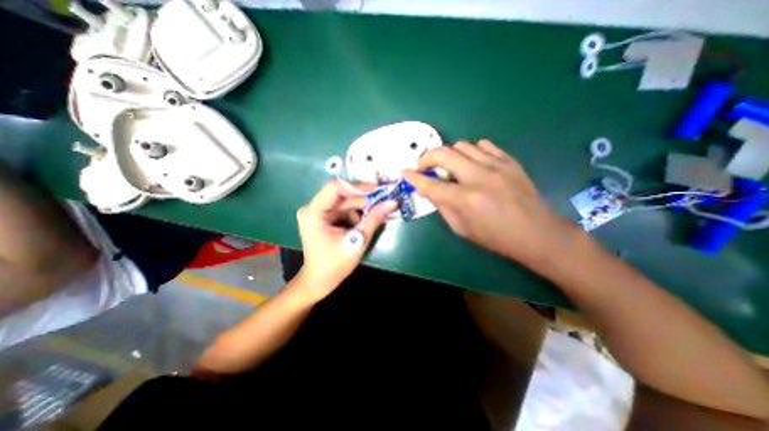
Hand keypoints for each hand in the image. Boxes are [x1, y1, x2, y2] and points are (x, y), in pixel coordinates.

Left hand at [296, 178, 395, 295]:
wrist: (320, 279)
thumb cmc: (336, 265)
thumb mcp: (358, 241)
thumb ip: (374, 219)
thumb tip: (392, 202)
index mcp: (314, 213)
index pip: (335, 188)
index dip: (358, 187)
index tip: (377, 191)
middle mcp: (311, 208)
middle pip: (341, 194)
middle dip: (363, 200)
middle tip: (382, 203)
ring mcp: (315, 212)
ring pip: (343, 201)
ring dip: (359, 208)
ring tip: (372, 218)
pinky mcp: (321, 216)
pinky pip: (341, 208)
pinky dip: (354, 214)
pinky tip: (361, 224)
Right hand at [403, 140, 575, 267]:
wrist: (536, 232)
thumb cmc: (495, 237)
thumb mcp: (462, 228)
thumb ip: (442, 206)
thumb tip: (429, 189)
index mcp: (466, 200)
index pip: (430, 184)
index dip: (413, 177)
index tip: (404, 172)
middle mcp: (478, 177)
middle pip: (443, 154)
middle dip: (426, 158)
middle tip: (424, 167)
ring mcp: (496, 165)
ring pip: (462, 145)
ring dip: (449, 155)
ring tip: (450, 167)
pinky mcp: (509, 160)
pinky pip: (483, 145)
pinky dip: (472, 152)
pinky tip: (473, 164)